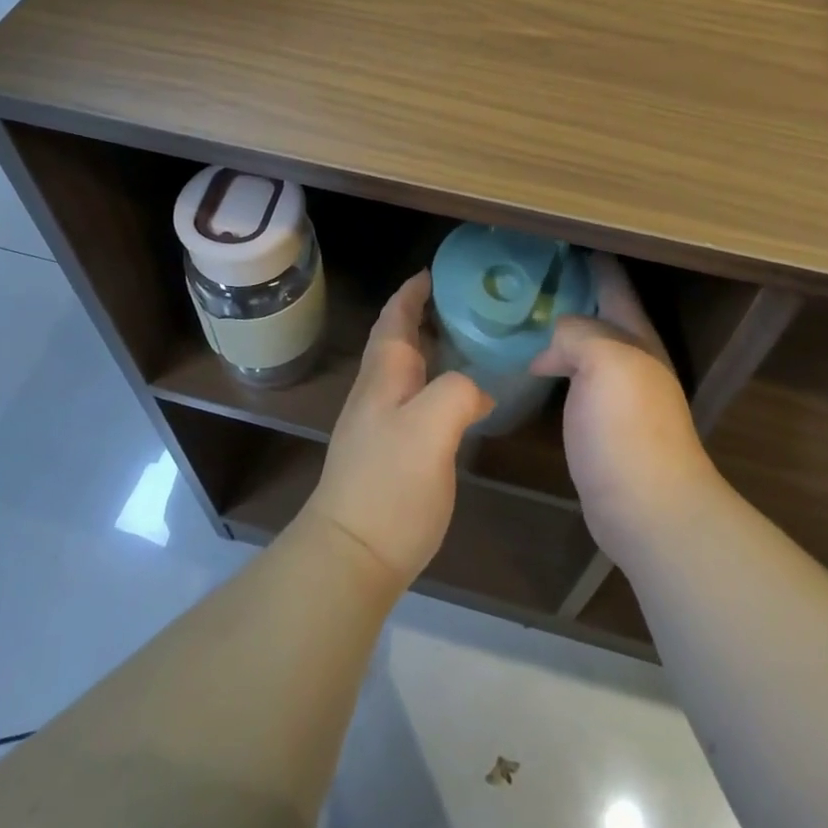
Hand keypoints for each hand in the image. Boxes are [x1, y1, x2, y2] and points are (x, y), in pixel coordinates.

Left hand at [299, 271, 493, 596]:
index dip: (411, 293)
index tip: (434, 273)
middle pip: (396, 340)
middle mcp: (376, 392)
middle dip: (420, 315)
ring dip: (428, 348)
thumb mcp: (432, 427)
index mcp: (384, 375)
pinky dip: (434, 384)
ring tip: (466, 343)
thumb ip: (457, 392)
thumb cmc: (390, 483)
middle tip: (461, 304)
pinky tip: (458, 400)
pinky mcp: (387, 453)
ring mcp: (378, 424)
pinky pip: (413, 399)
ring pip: (404, 370)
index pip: (394, 319)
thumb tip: (476, 389)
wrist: (351, 554)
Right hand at [530, 254, 724, 567]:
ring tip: (519, 311)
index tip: (557, 238)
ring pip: (583, 343)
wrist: (647, 509)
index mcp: (636, 336)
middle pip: (598, 310)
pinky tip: (529, 363)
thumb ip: (578, 334)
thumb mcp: (606, 363)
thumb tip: (554, 339)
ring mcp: (616, 392)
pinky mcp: (599, 421)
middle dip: (569, 287)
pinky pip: (572, 375)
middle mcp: (630, 357)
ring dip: (558, 326)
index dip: (590, 258)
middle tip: (526, 271)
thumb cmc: (629, 429)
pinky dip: (553, 360)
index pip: (613, 283)